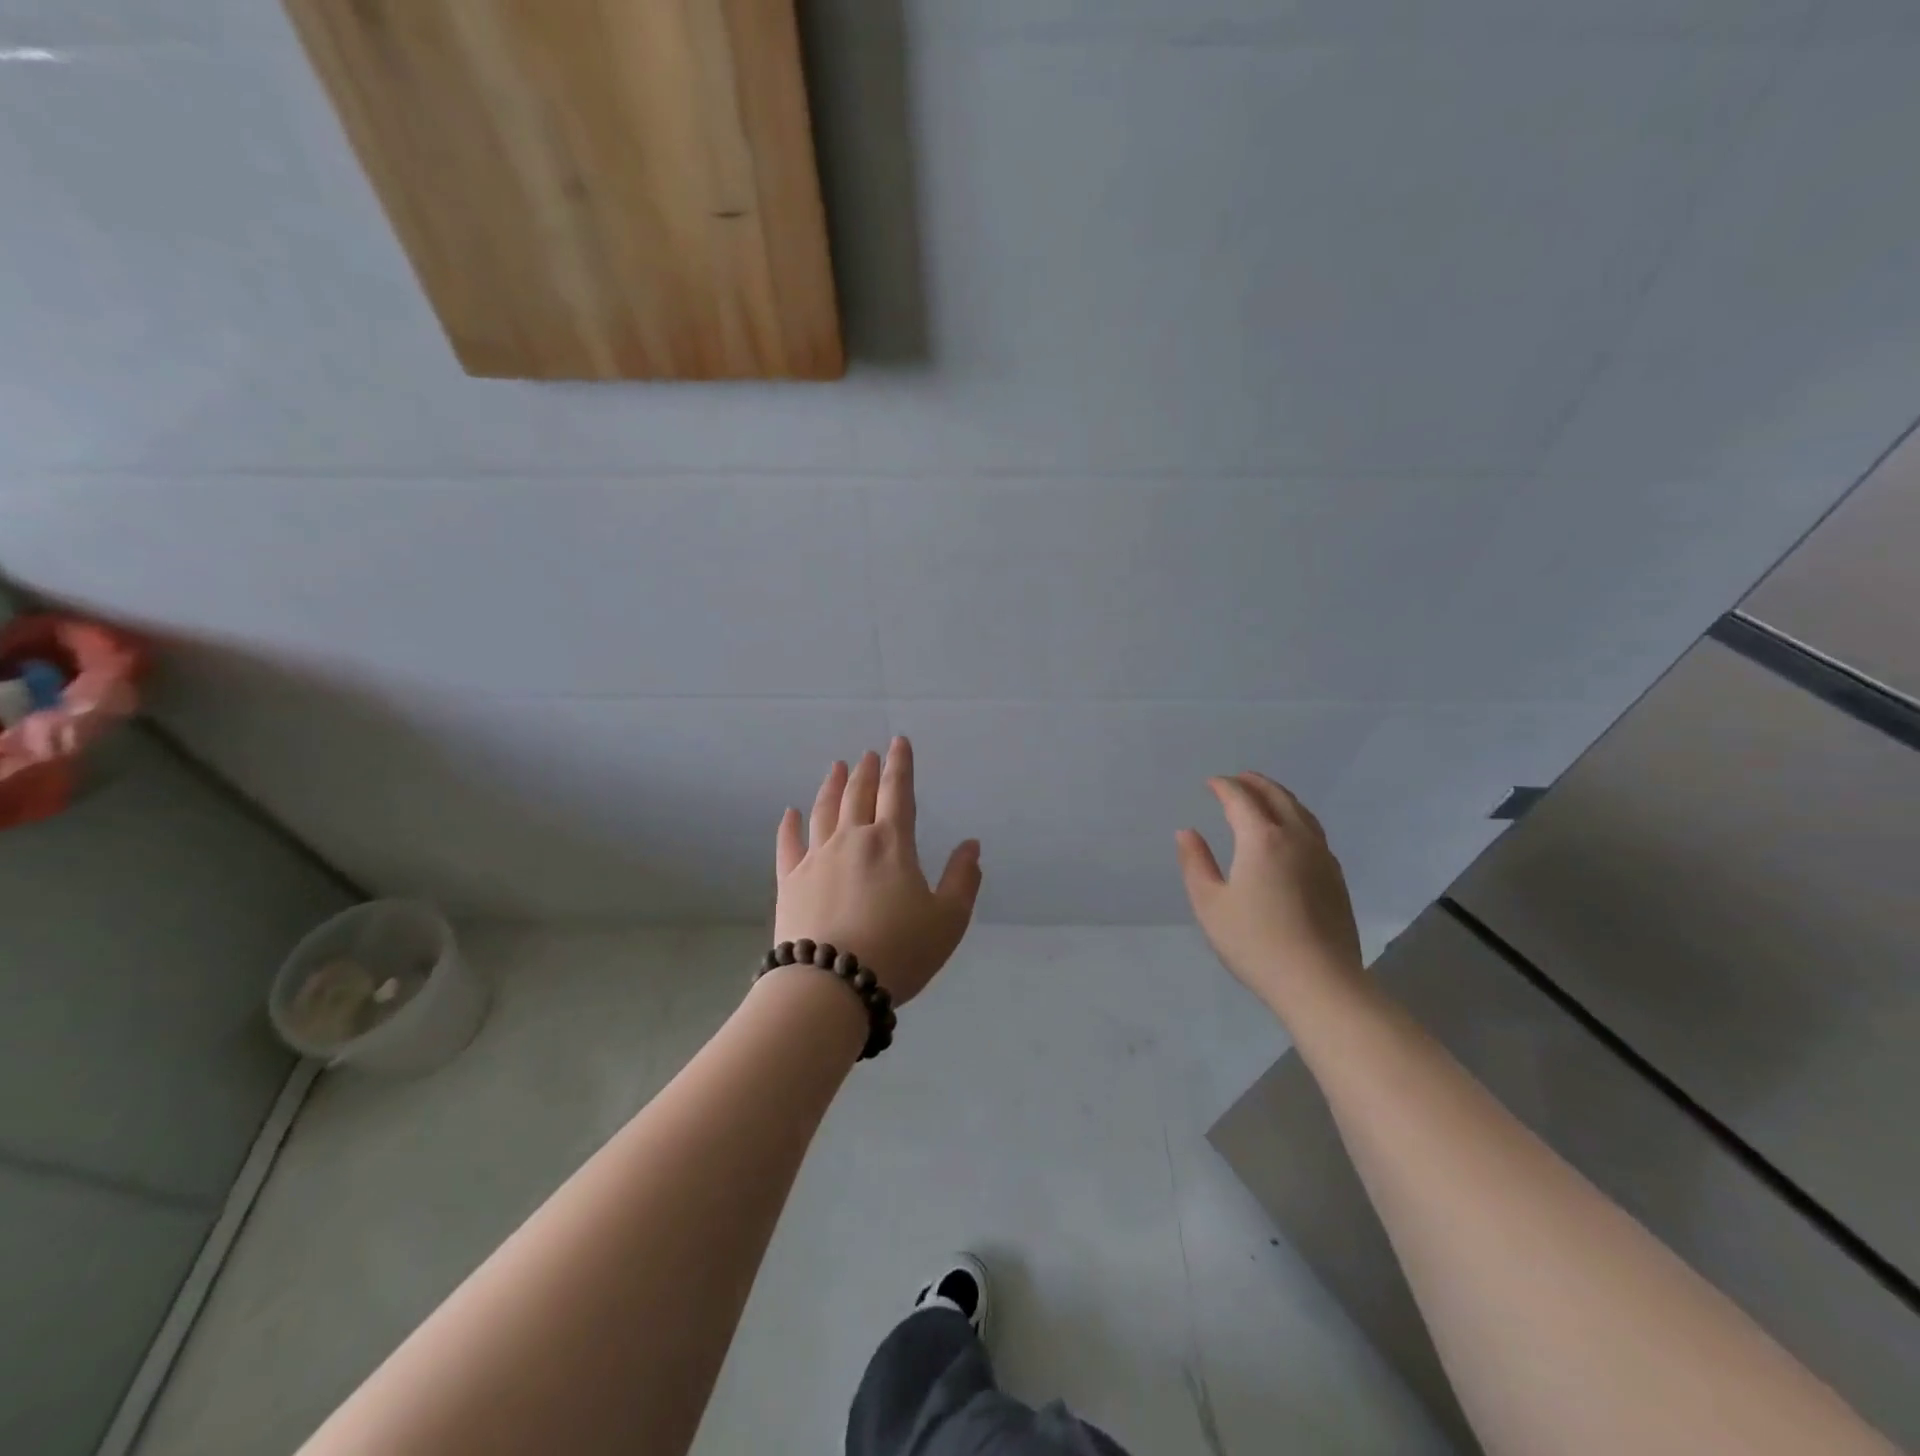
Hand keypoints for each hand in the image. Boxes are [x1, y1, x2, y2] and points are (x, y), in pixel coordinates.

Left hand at [774, 737, 982, 1005]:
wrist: (830, 985)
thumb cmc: (898, 951)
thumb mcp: (948, 921)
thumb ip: (962, 880)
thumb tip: (970, 846)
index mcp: (892, 844)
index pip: (898, 793)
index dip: (901, 765)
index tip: (898, 742)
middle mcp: (852, 840)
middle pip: (859, 796)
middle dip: (867, 772)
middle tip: (868, 755)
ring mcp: (816, 859)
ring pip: (824, 811)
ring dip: (832, 786)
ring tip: (837, 768)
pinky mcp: (790, 882)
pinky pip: (788, 845)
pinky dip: (790, 826)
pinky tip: (790, 813)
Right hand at [1176, 773, 1363, 1012]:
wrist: (1319, 981)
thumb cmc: (1255, 942)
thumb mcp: (1210, 904)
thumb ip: (1195, 863)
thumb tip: (1187, 833)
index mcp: (1261, 839)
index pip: (1241, 799)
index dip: (1224, 787)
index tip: (1211, 783)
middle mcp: (1296, 838)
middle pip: (1277, 797)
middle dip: (1255, 783)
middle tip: (1238, 778)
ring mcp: (1322, 857)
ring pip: (1302, 812)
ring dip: (1280, 796)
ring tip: (1265, 796)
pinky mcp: (1336, 877)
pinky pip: (1314, 832)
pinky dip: (1297, 818)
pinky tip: (1291, 832)